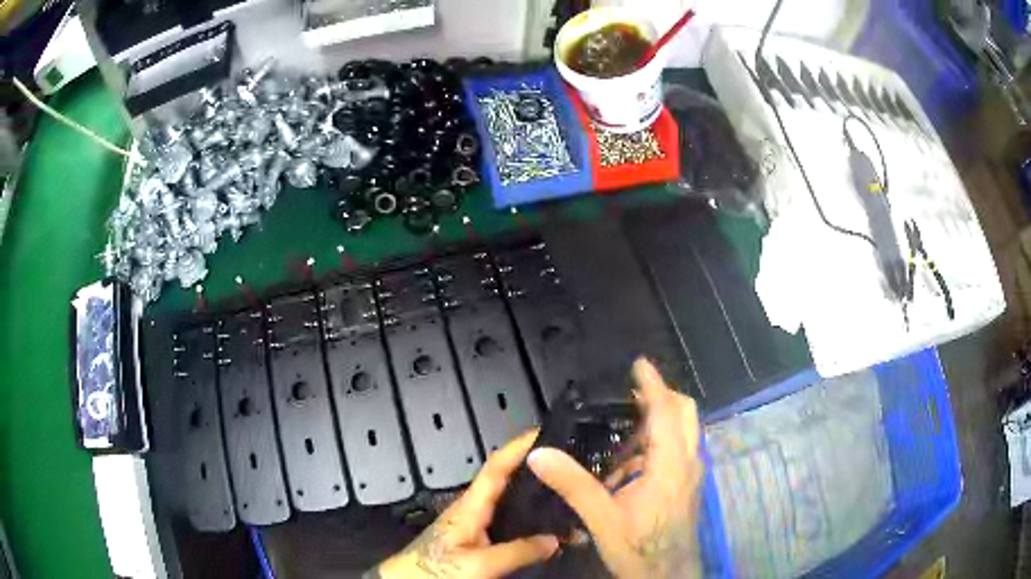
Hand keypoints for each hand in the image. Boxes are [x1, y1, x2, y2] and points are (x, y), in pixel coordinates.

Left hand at [378, 430, 558, 578]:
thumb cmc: (434, 569)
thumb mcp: (480, 564)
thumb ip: (517, 551)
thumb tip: (554, 540)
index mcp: (470, 506)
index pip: (496, 466)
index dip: (519, 447)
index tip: (544, 432)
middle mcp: (472, 508)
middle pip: (505, 479)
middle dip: (532, 467)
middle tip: (566, 464)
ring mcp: (473, 523)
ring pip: (507, 500)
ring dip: (531, 493)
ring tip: (562, 492)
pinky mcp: (473, 537)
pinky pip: (505, 519)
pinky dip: (526, 516)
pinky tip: (541, 525)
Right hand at [527, 358, 703, 578]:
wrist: (668, 574)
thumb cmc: (640, 548)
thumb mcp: (602, 519)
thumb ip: (573, 485)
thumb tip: (541, 454)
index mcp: (670, 465)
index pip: (665, 412)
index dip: (653, 385)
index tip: (639, 364)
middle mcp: (687, 463)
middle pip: (684, 413)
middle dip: (661, 396)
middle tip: (631, 391)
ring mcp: (690, 475)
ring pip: (683, 431)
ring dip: (659, 420)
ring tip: (626, 422)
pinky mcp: (686, 486)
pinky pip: (677, 450)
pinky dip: (658, 442)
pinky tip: (631, 460)